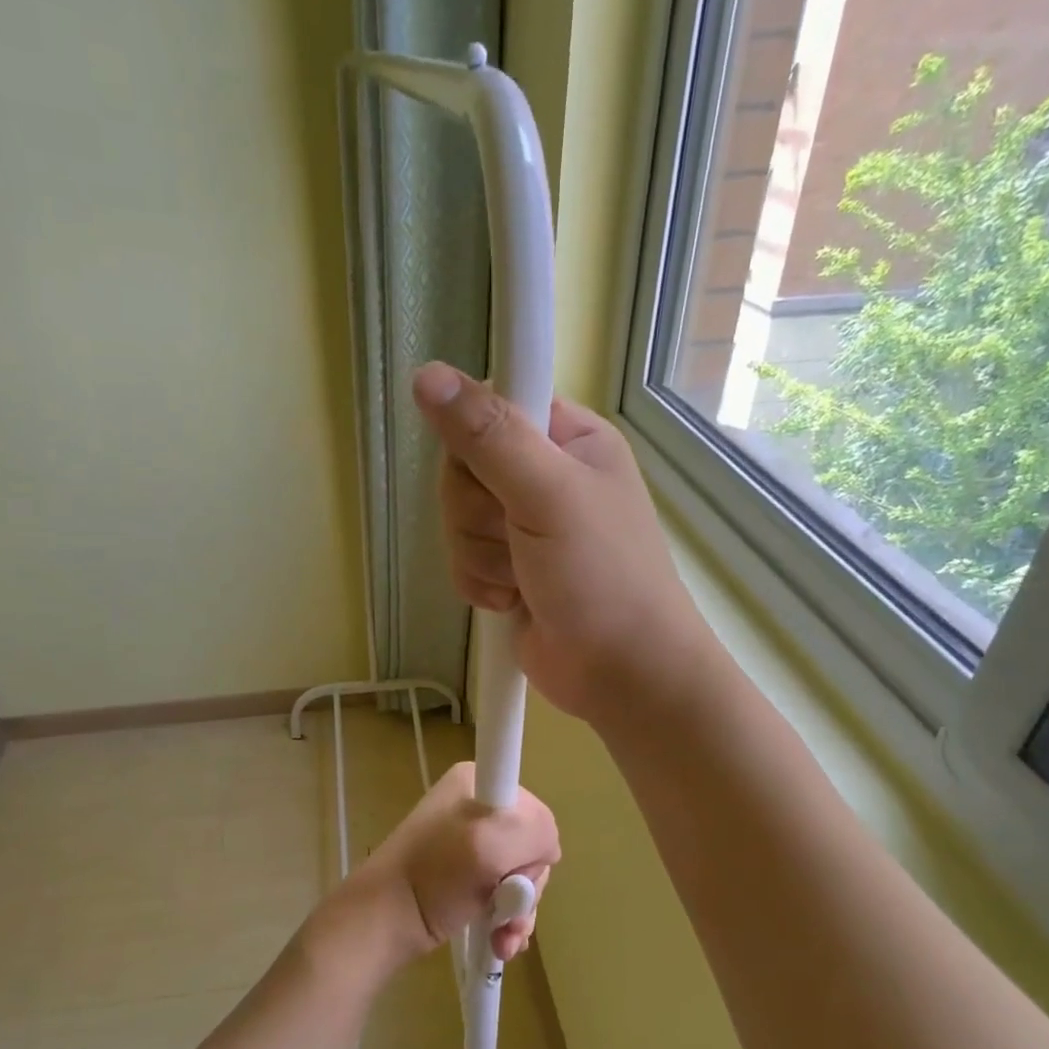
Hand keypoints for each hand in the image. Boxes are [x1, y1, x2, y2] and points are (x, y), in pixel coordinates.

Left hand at [349, 762, 558, 964]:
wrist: (385, 919)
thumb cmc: (435, 874)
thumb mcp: (491, 840)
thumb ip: (536, 830)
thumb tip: (546, 848)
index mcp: (478, 781)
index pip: (534, 811)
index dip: (532, 845)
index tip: (511, 867)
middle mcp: (477, 806)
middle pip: (531, 847)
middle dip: (525, 886)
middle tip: (507, 909)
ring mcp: (471, 843)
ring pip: (522, 877)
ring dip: (519, 912)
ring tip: (504, 938)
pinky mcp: (468, 876)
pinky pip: (506, 894)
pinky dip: (509, 920)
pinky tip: (502, 942)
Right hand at [413, 363, 713, 727]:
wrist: (621, 673)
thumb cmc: (602, 576)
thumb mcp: (548, 494)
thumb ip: (488, 435)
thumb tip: (428, 374)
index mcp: (568, 438)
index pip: (492, 407)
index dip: (477, 440)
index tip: (490, 474)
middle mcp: (543, 475)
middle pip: (463, 468)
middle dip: (478, 514)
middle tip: (516, 536)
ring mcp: (523, 526)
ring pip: (456, 519)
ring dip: (480, 556)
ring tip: (522, 577)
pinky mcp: (506, 569)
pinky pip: (462, 559)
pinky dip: (480, 583)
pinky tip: (511, 599)